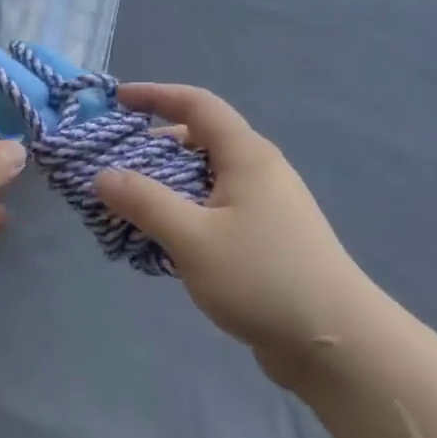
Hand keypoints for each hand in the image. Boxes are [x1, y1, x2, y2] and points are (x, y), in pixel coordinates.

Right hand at [94, 84, 366, 386]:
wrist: (333, 342)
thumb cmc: (261, 277)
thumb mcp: (192, 238)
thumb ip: (144, 202)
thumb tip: (103, 175)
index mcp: (247, 156)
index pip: (197, 105)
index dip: (155, 95)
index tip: (116, 100)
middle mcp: (259, 172)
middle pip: (199, 142)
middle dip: (152, 148)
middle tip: (111, 166)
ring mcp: (265, 207)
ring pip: (204, 181)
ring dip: (165, 187)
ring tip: (127, 209)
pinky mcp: (265, 239)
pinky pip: (214, 211)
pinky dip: (183, 215)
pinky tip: (160, 242)